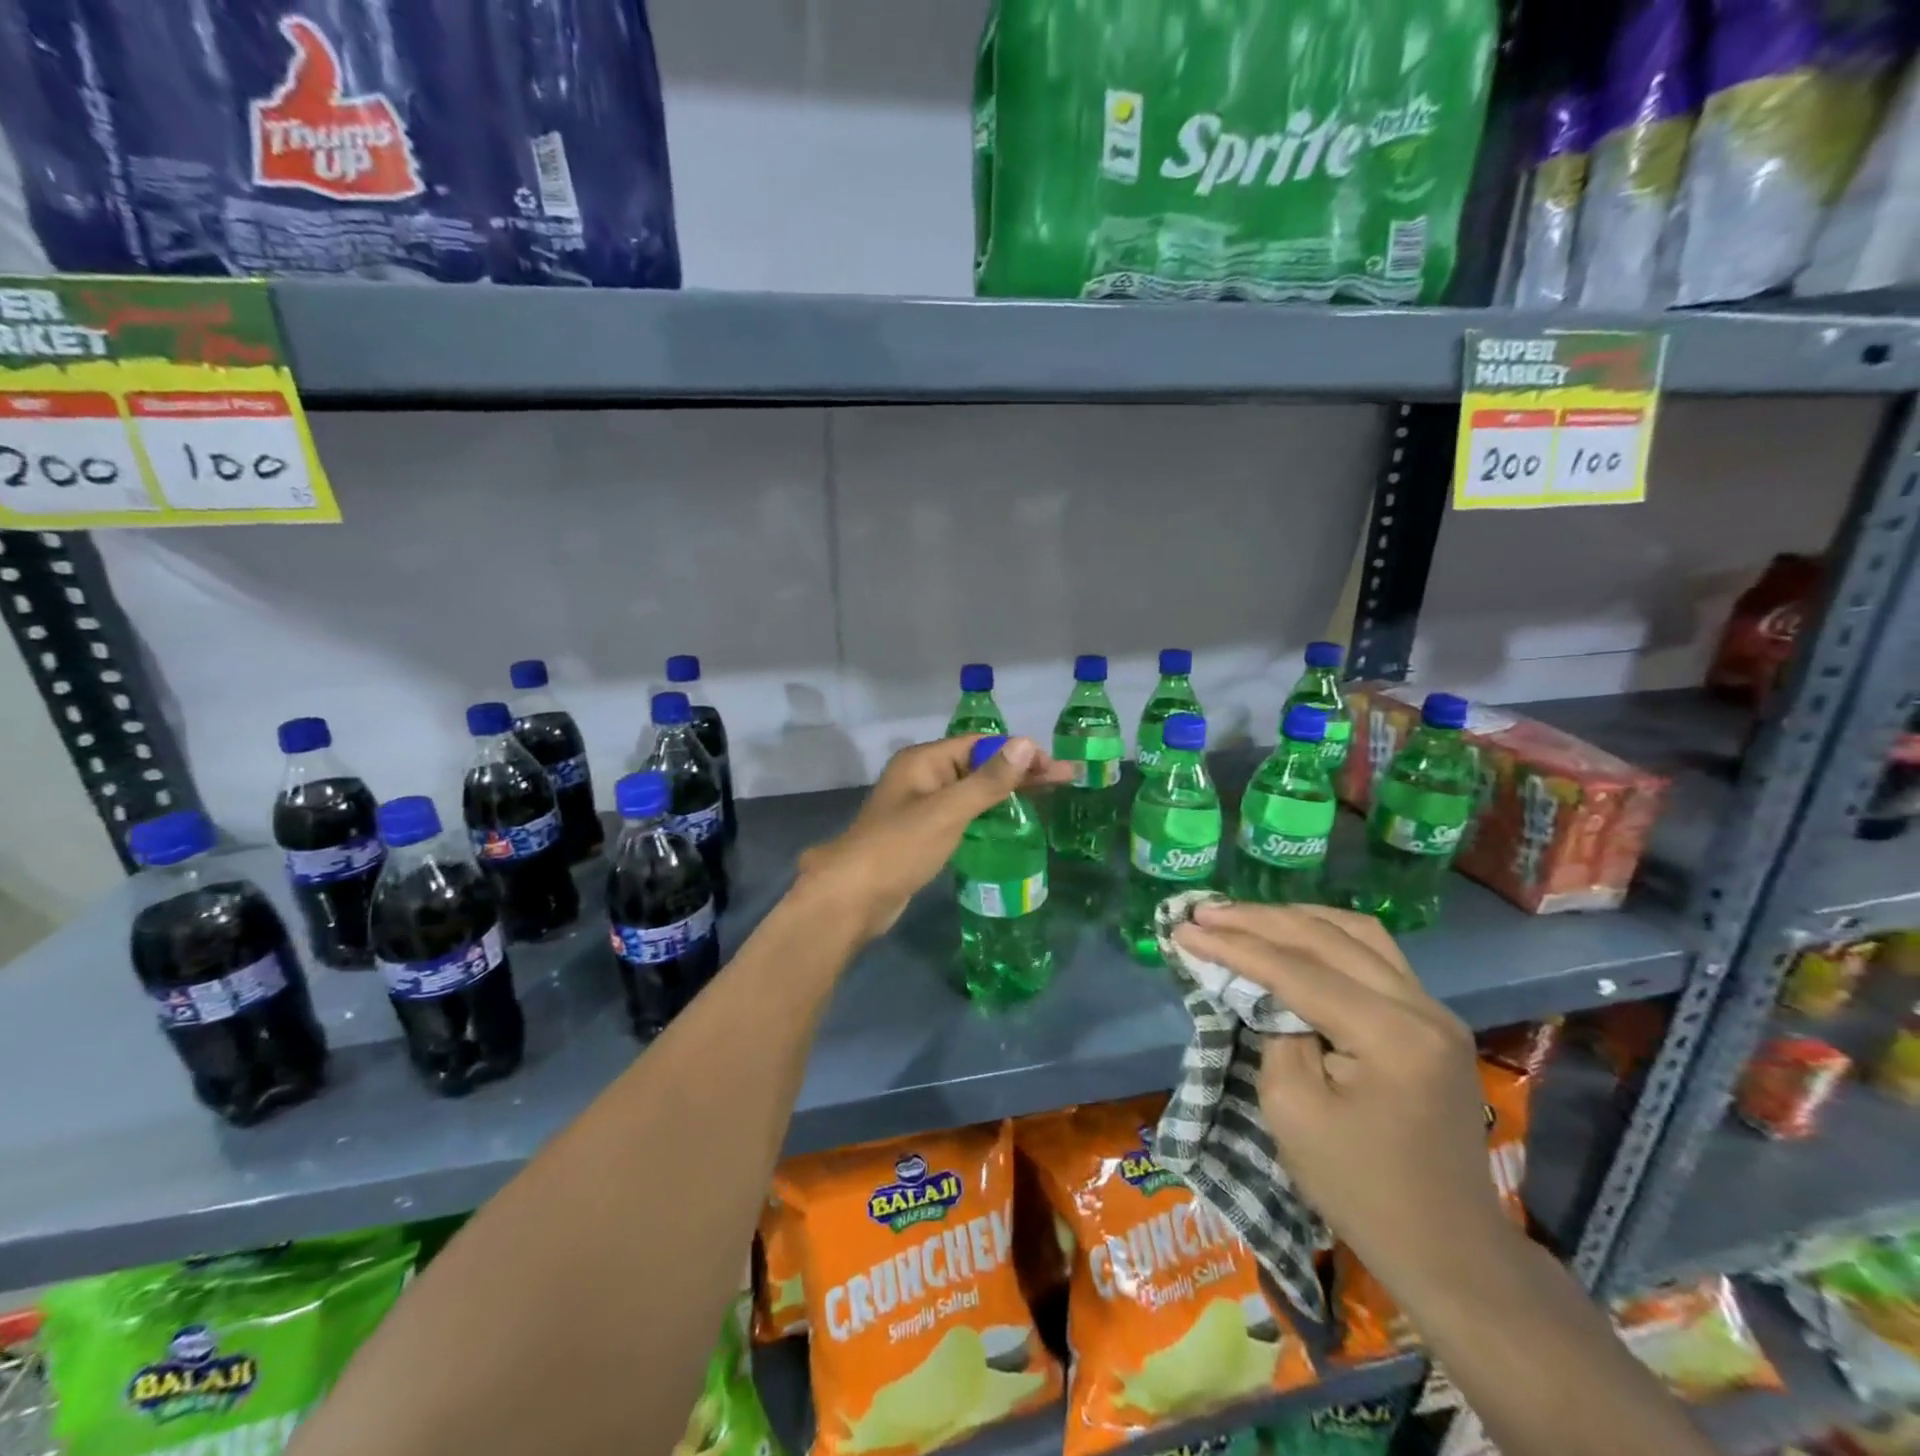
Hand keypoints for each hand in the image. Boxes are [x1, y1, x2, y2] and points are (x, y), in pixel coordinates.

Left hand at [796, 735, 1071, 942]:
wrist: (853, 898)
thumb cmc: (900, 847)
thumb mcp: (948, 811)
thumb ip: (988, 780)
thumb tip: (1026, 743)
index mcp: (924, 761)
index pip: (980, 744)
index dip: (1018, 751)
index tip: (1054, 767)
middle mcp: (923, 777)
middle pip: (979, 765)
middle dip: (1020, 771)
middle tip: (1065, 780)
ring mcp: (922, 806)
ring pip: (972, 791)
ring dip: (1007, 792)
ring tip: (1048, 798)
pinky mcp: (924, 834)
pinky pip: (963, 814)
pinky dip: (989, 814)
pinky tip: (1012, 822)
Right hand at [1170, 902, 1513, 1296]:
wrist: (1448, 1249)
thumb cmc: (1359, 1188)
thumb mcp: (1291, 1110)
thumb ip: (1274, 1033)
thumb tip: (1264, 991)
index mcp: (1391, 1035)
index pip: (1297, 970)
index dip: (1235, 946)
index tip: (1183, 928)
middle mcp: (1422, 1007)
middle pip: (1328, 938)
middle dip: (1257, 920)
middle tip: (1204, 911)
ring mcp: (1434, 1010)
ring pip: (1356, 933)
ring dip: (1293, 919)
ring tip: (1242, 916)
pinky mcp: (1430, 1020)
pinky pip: (1373, 955)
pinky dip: (1324, 937)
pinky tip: (1291, 934)